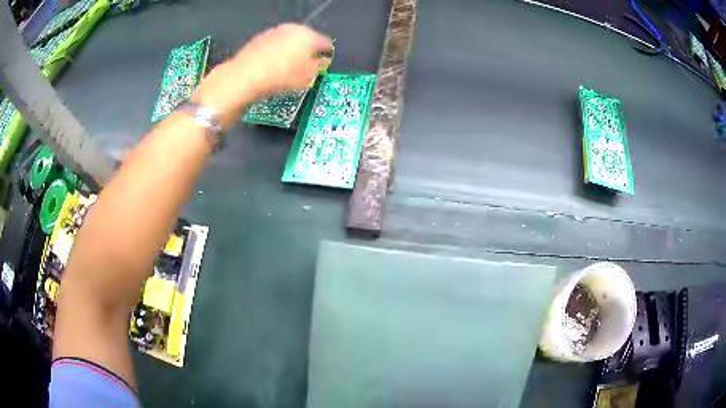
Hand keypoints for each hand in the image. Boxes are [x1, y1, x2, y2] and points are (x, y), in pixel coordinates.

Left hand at [192, 24, 331, 127]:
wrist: (245, 76)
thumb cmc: (281, 76)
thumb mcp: (307, 77)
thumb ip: (320, 67)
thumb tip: (325, 62)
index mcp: (309, 36)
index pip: (326, 44)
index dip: (328, 55)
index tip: (325, 65)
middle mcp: (293, 28)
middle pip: (307, 40)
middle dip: (308, 52)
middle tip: (306, 68)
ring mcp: (274, 31)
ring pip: (290, 41)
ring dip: (292, 51)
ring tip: (288, 68)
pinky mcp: (259, 38)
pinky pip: (274, 45)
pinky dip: (276, 53)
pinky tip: (273, 66)